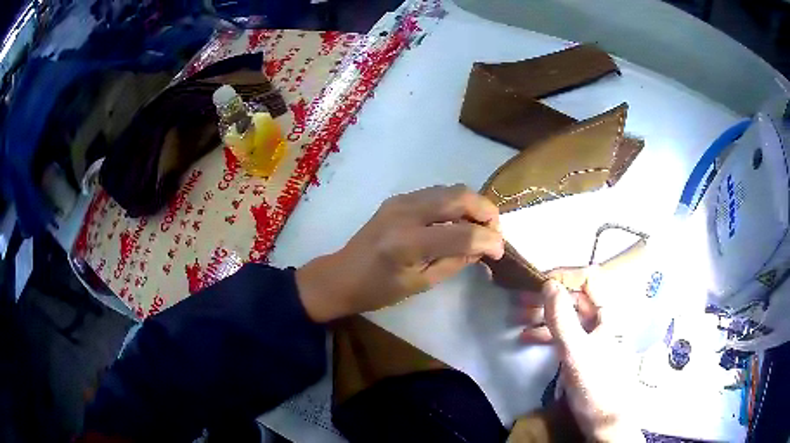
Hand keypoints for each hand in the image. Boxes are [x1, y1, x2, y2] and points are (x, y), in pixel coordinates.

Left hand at [296, 185, 503, 322]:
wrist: (341, 275)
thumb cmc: (378, 290)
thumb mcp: (421, 283)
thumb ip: (455, 261)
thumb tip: (482, 246)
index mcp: (408, 243)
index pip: (462, 233)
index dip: (489, 239)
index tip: (500, 250)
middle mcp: (405, 213)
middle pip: (460, 196)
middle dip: (486, 211)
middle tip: (494, 231)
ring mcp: (400, 200)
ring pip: (450, 189)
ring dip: (472, 204)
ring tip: (479, 226)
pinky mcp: (398, 198)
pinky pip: (437, 193)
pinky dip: (455, 203)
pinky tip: (457, 221)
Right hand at [524, 277, 644, 441]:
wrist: (602, 418)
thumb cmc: (595, 383)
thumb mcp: (577, 352)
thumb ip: (563, 320)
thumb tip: (548, 284)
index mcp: (607, 312)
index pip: (587, 278)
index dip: (564, 275)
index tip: (537, 282)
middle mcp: (600, 318)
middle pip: (573, 296)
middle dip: (546, 296)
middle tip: (519, 299)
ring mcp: (590, 334)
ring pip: (565, 314)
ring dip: (541, 314)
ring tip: (517, 316)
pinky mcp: (581, 350)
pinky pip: (562, 333)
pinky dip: (544, 333)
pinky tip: (525, 337)